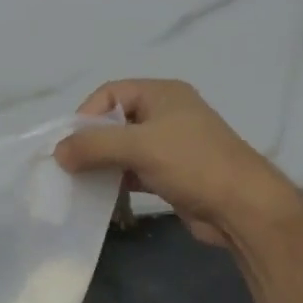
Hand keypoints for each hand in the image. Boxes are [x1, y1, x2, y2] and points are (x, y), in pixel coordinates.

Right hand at [54, 80, 296, 247]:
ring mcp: (170, 145)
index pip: (109, 93)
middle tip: (69, 166)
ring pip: (123, 149)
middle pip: (114, 122)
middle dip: (90, 143)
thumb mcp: (139, 146)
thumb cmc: (193, 164)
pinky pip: (134, 172)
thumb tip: (57, 152)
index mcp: (162, 94)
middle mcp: (166, 114)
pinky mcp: (172, 174)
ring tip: (81, 183)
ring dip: (102, 165)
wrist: (245, 208)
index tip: (69, 144)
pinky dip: (117, 182)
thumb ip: (94, 145)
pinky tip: (103, 198)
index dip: (85, 115)